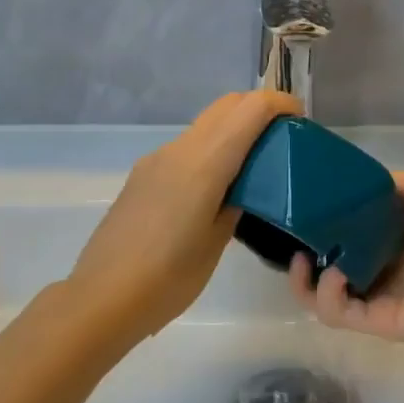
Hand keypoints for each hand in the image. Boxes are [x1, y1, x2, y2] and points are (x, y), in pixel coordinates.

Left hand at [67, 90, 302, 340]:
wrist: (102, 298)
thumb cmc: (169, 279)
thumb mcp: (216, 242)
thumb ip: (236, 203)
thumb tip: (244, 186)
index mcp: (203, 164)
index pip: (249, 110)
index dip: (279, 104)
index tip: (300, 120)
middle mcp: (178, 150)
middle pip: (225, 106)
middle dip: (258, 109)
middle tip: (283, 138)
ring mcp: (156, 161)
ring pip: (204, 125)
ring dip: (233, 129)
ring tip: (256, 165)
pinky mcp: (142, 176)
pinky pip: (186, 148)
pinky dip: (211, 149)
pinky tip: (218, 186)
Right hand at [288, 171, 403, 344]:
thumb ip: (386, 184)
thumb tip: (353, 183)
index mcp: (393, 238)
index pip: (345, 235)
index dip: (320, 225)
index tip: (301, 213)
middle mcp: (382, 268)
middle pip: (329, 267)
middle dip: (304, 257)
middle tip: (292, 241)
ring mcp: (379, 298)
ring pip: (326, 298)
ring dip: (304, 282)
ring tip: (302, 261)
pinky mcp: (378, 323)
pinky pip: (338, 314)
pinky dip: (325, 296)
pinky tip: (330, 273)